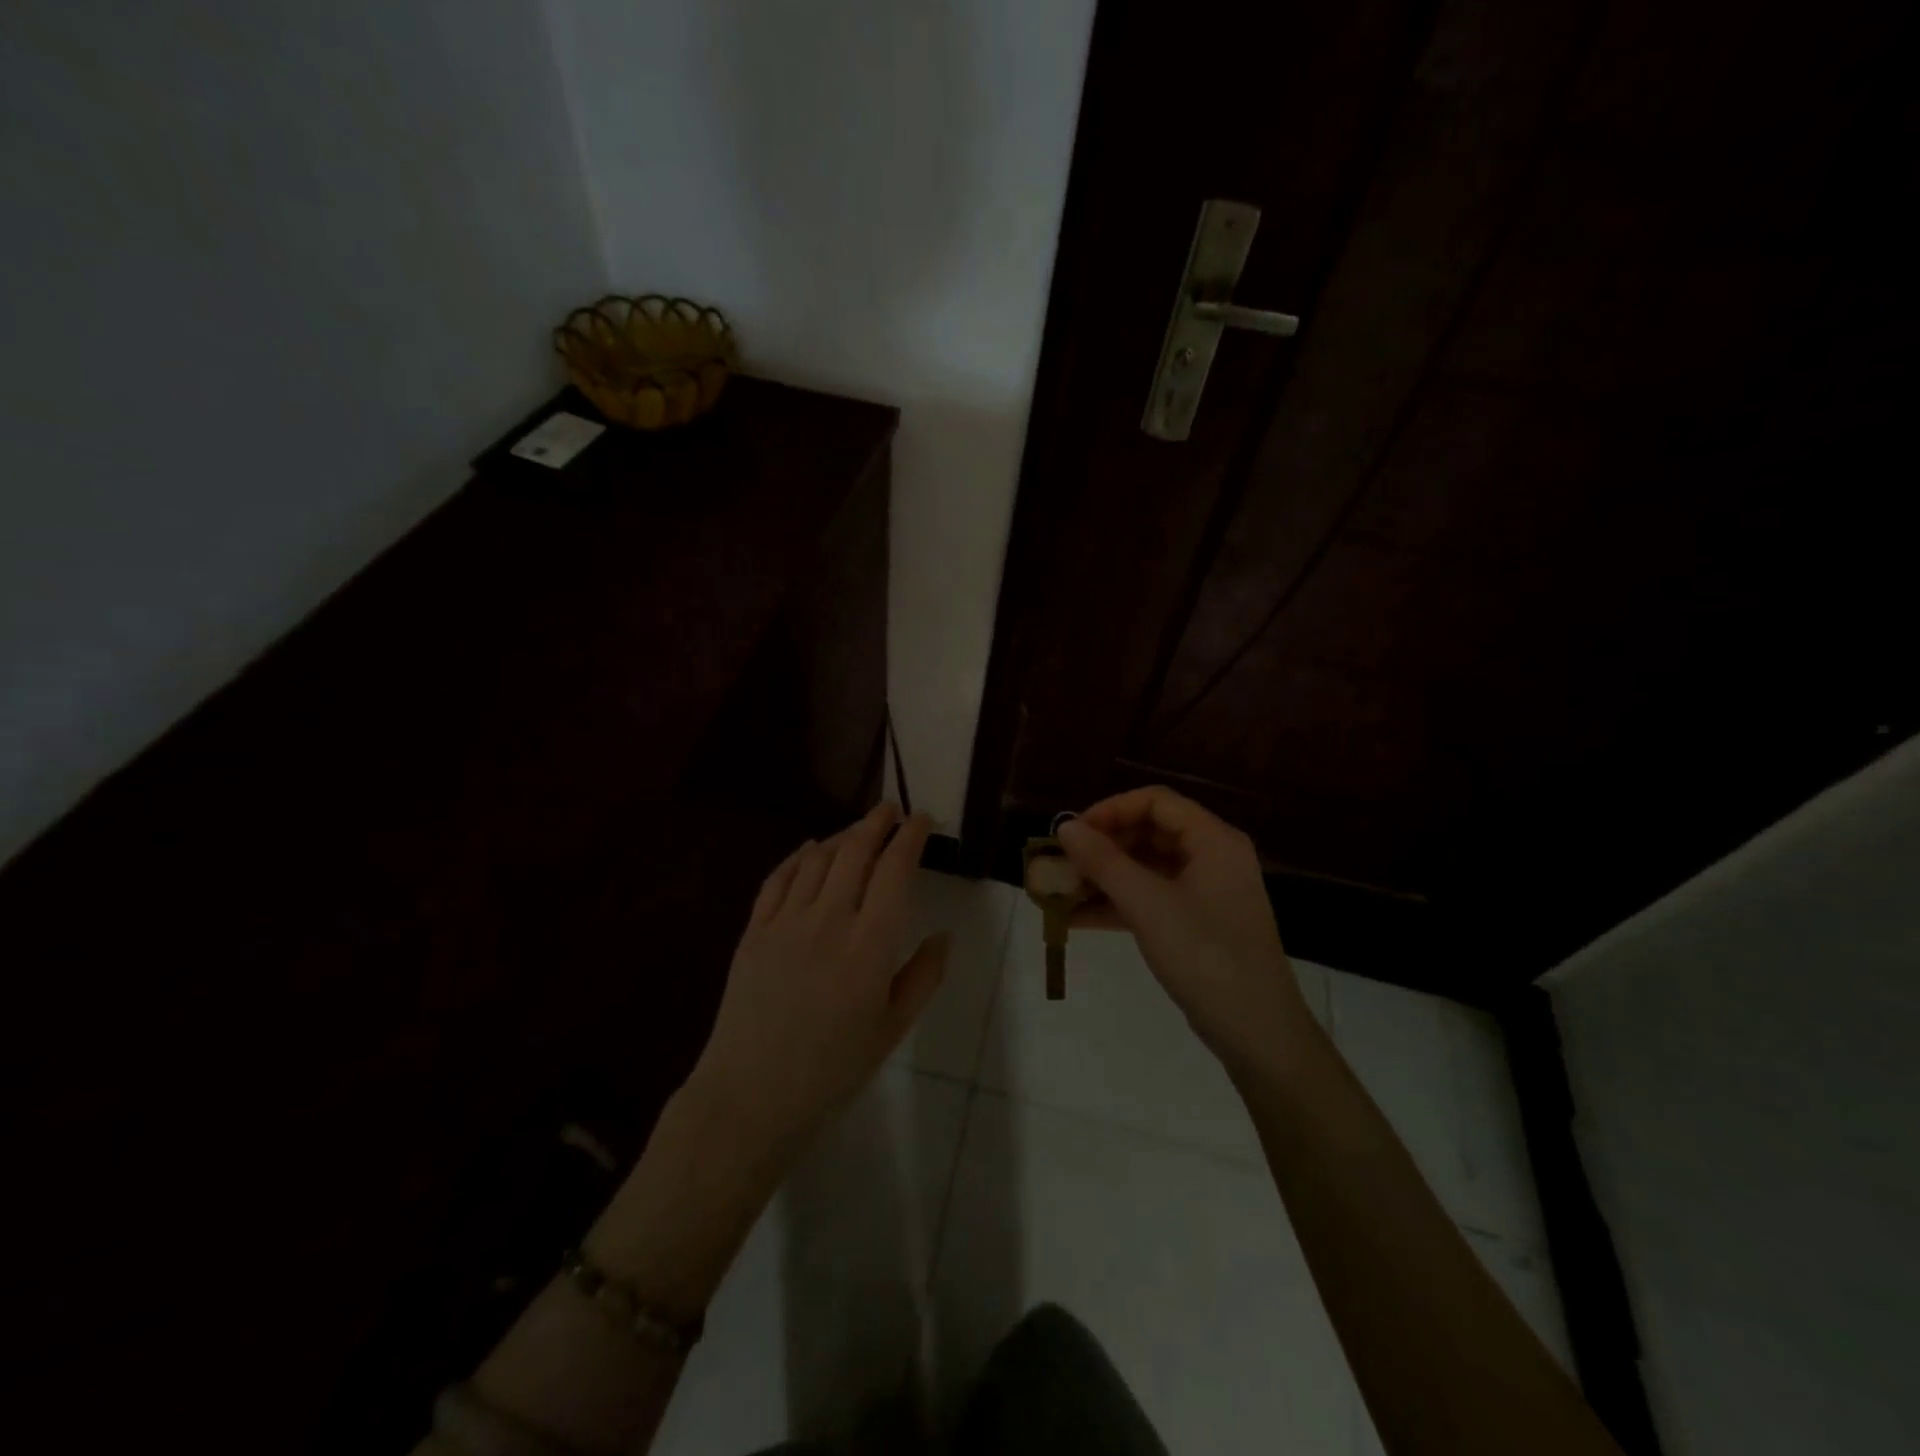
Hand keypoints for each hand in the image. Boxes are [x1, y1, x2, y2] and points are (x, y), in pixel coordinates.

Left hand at [685, 803, 947, 1158]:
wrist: (751, 1095)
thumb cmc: (832, 1069)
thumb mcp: (893, 1028)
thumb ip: (924, 975)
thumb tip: (944, 934)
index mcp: (870, 945)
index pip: (895, 871)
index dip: (911, 837)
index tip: (922, 819)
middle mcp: (829, 920)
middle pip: (855, 852)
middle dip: (877, 823)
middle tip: (891, 809)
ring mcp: (786, 922)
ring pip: (817, 859)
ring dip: (842, 835)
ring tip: (858, 829)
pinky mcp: (754, 931)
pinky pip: (778, 879)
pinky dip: (797, 857)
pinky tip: (809, 850)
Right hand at [1057, 787, 1312, 1071]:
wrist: (1257, 1033)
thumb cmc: (1205, 956)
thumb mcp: (1148, 905)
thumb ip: (1104, 862)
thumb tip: (1065, 827)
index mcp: (1213, 840)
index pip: (1156, 801)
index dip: (1111, 810)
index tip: (1073, 834)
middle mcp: (1212, 857)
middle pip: (1149, 832)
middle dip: (1103, 846)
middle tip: (1063, 864)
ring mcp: (1205, 892)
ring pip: (1146, 868)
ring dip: (1104, 877)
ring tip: (1060, 891)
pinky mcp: (1196, 923)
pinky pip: (1151, 898)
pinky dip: (1117, 904)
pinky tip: (1076, 918)